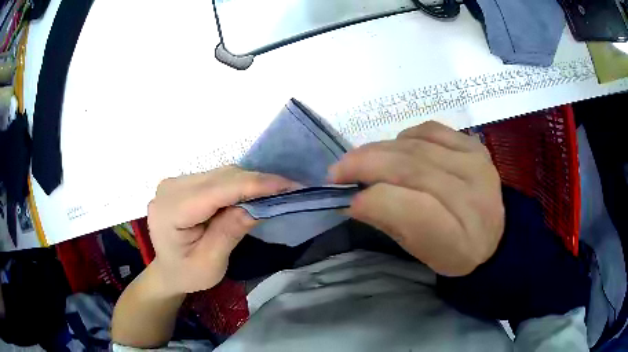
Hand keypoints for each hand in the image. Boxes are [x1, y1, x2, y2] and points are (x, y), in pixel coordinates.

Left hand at [147, 166, 296, 293]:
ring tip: (275, 191)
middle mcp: (170, 188)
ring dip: (249, 182)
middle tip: (289, 190)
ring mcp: (175, 182)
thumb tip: (256, 206)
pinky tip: (252, 192)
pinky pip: (216, 177)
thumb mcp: (210, 263)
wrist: (168, 270)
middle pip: (219, 177)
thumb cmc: (187, 274)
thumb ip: (229, 233)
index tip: (289, 185)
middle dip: (256, 182)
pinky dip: (238, 184)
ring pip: (220, 173)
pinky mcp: (183, 183)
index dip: (253, 185)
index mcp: (170, 211)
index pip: (216, 190)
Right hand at [329, 121, 503, 276]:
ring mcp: (475, 163)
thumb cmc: (455, 253)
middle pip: (409, 168)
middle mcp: (470, 195)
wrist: (497, 236)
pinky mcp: (475, 146)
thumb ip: (390, 223)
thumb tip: (355, 198)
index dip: (373, 200)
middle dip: (364, 164)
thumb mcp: (421, 253)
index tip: (347, 200)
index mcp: (458, 237)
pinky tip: (397, 147)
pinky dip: (406, 136)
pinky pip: (432, 129)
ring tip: (361, 159)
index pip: (410, 209)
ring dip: (379, 149)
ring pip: (415, 146)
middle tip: (337, 171)